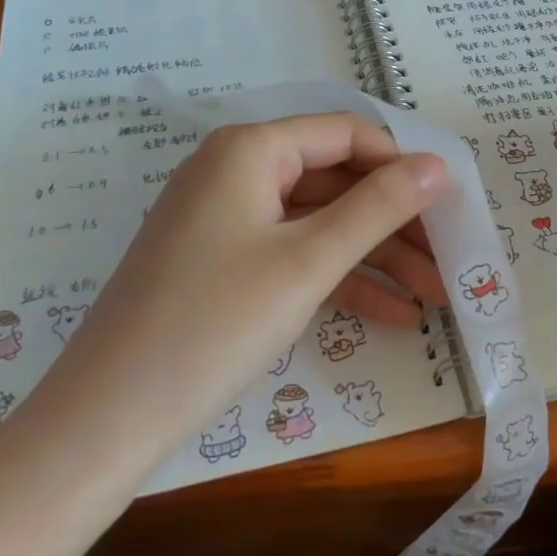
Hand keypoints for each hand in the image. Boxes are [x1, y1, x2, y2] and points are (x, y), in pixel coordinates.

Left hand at [22, 114, 446, 471]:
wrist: (106, 421)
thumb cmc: (214, 324)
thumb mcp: (308, 262)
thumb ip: (378, 207)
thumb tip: (438, 165)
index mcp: (251, 149)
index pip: (346, 134)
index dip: (401, 165)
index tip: (450, 205)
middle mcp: (236, 170)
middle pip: (335, 180)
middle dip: (395, 221)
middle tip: (449, 259)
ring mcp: (226, 219)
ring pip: (318, 223)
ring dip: (376, 257)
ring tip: (435, 296)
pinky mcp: (221, 263)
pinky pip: (291, 256)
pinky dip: (338, 279)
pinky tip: (392, 317)